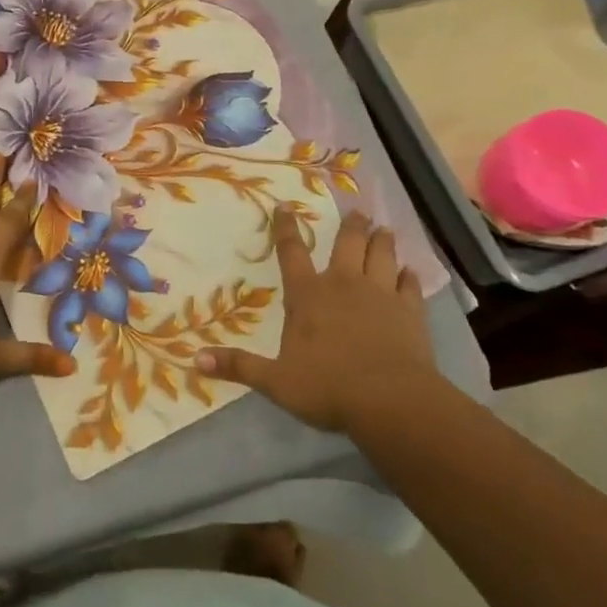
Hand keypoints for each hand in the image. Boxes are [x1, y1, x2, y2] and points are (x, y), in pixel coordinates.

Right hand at [197, 206, 447, 435]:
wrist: (391, 400)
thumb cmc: (328, 387)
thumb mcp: (276, 381)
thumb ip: (239, 366)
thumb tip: (195, 359)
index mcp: (308, 295)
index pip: (291, 252)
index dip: (286, 228)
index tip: (285, 206)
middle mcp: (343, 284)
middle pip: (347, 244)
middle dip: (351, 226)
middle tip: (357, 211)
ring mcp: (380, 294)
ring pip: (381, 256)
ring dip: (382, 242)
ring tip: (385, 229)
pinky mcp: (410, 311)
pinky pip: (409, 286)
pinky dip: (409, 277)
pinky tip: (411, 272)